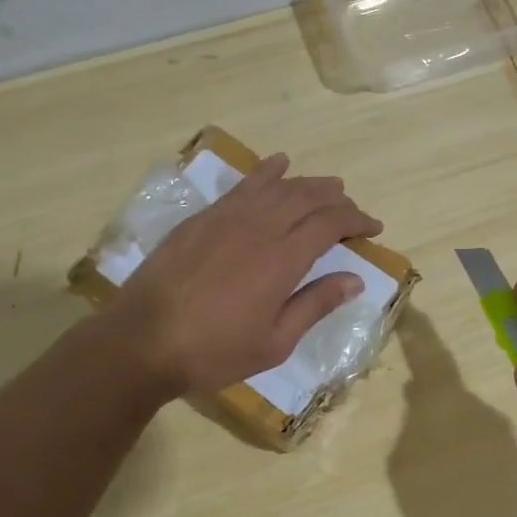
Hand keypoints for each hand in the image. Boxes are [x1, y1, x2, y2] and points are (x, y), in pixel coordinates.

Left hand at [107, 152, 382, 396]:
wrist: (142, 341)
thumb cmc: (214, 352)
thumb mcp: (275, 342)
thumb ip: (315, 305)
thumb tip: (355, 280)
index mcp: (283, 260)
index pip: (330, 224)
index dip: (357, 220)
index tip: (374, 227)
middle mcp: (259, 228)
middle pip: (307, 198)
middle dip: (336, 199)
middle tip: (352, 209)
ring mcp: (227, 218)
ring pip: (277, 186)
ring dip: (307, 183)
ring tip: (327, 185)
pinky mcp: (202, 218)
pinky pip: (241, 186)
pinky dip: (265, 172)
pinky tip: (277, 165)